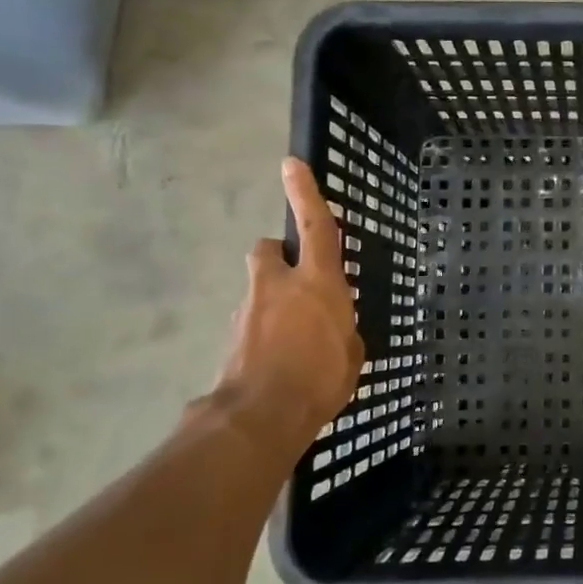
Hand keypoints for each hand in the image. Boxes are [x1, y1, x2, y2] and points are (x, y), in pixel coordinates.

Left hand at [212, 157, 364, 451]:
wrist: (258, 419)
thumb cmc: (319, 380)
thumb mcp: (352, 355)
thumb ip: (343, 332)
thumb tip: (335, 331)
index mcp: (318, 284)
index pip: (314, 227)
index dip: (305, 194)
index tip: (291, 164)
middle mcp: (278, 287)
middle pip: (267, 251)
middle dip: (278, 258)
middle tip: (294, 283)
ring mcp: (248, 310)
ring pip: (258, 290)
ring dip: (271, 303)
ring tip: (291, 343)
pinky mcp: (230, 337)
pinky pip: (251, 324)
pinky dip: (262, 335)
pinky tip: (276, 365)